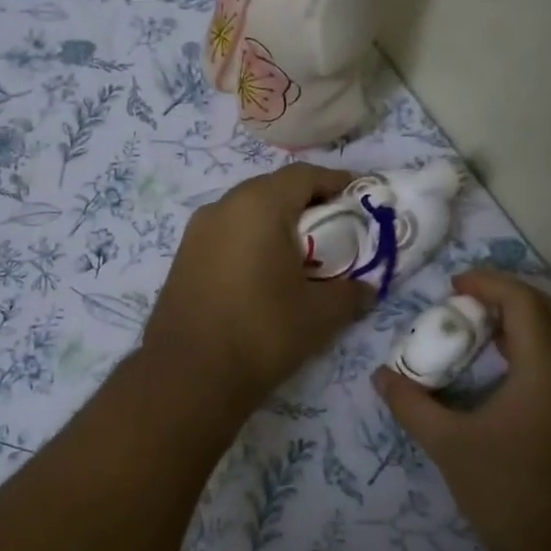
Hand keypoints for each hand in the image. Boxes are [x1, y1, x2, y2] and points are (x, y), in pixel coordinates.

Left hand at [141, 163, 371, 407]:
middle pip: (273, 188)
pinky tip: (265, 271)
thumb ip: (351, 292)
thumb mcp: (320, 314)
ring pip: (247, 210)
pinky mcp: (184, 256)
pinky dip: (252, 240)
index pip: (305, 175)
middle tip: (335, 227)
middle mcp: (224, 206)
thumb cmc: (262, 332)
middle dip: (307, 202)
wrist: (188, 375)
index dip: (337, 182)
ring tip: (302, 252)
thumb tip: (366, 287)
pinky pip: (227, 233)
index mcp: (259, 205)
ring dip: (277, 222)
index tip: (360, 198)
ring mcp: (197, 231)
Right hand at [373, 270, 550, 550]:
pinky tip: (509, 363)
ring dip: (529, 316)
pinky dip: (541, 341)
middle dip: (510, 294)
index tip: (453, 285)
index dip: (488, 284)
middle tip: (469, 300)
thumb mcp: (448, 444)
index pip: (524, 302)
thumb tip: (380, 376)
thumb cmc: (507, 492)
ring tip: (486, 325)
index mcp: (546, 369)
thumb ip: (411, 404)